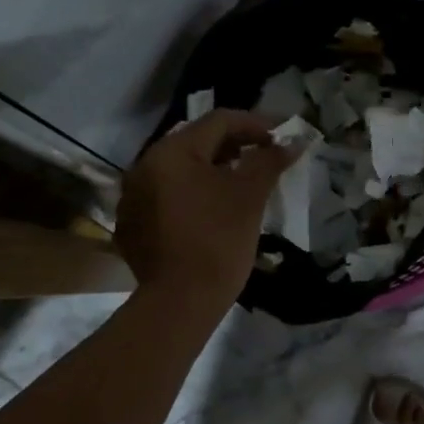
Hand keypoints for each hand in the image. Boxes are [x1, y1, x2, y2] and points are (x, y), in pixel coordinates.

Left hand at [116, 109, 295, 316]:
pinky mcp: (132, 223)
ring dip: (211, 168)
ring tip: (241, 181)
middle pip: (195, 142)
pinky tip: (211, 209)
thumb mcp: (249, 197)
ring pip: (179, 169)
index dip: (255, 124)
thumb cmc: (219, 241)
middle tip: (264, 156)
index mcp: (172, 151)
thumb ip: (269, 162)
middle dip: (233, 145)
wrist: (180, 302)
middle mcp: (144, 164)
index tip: (282, 136)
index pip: (219, 121)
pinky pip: (165, 195)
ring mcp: (133, 195)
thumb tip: (291, 142)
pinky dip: (191, 193)